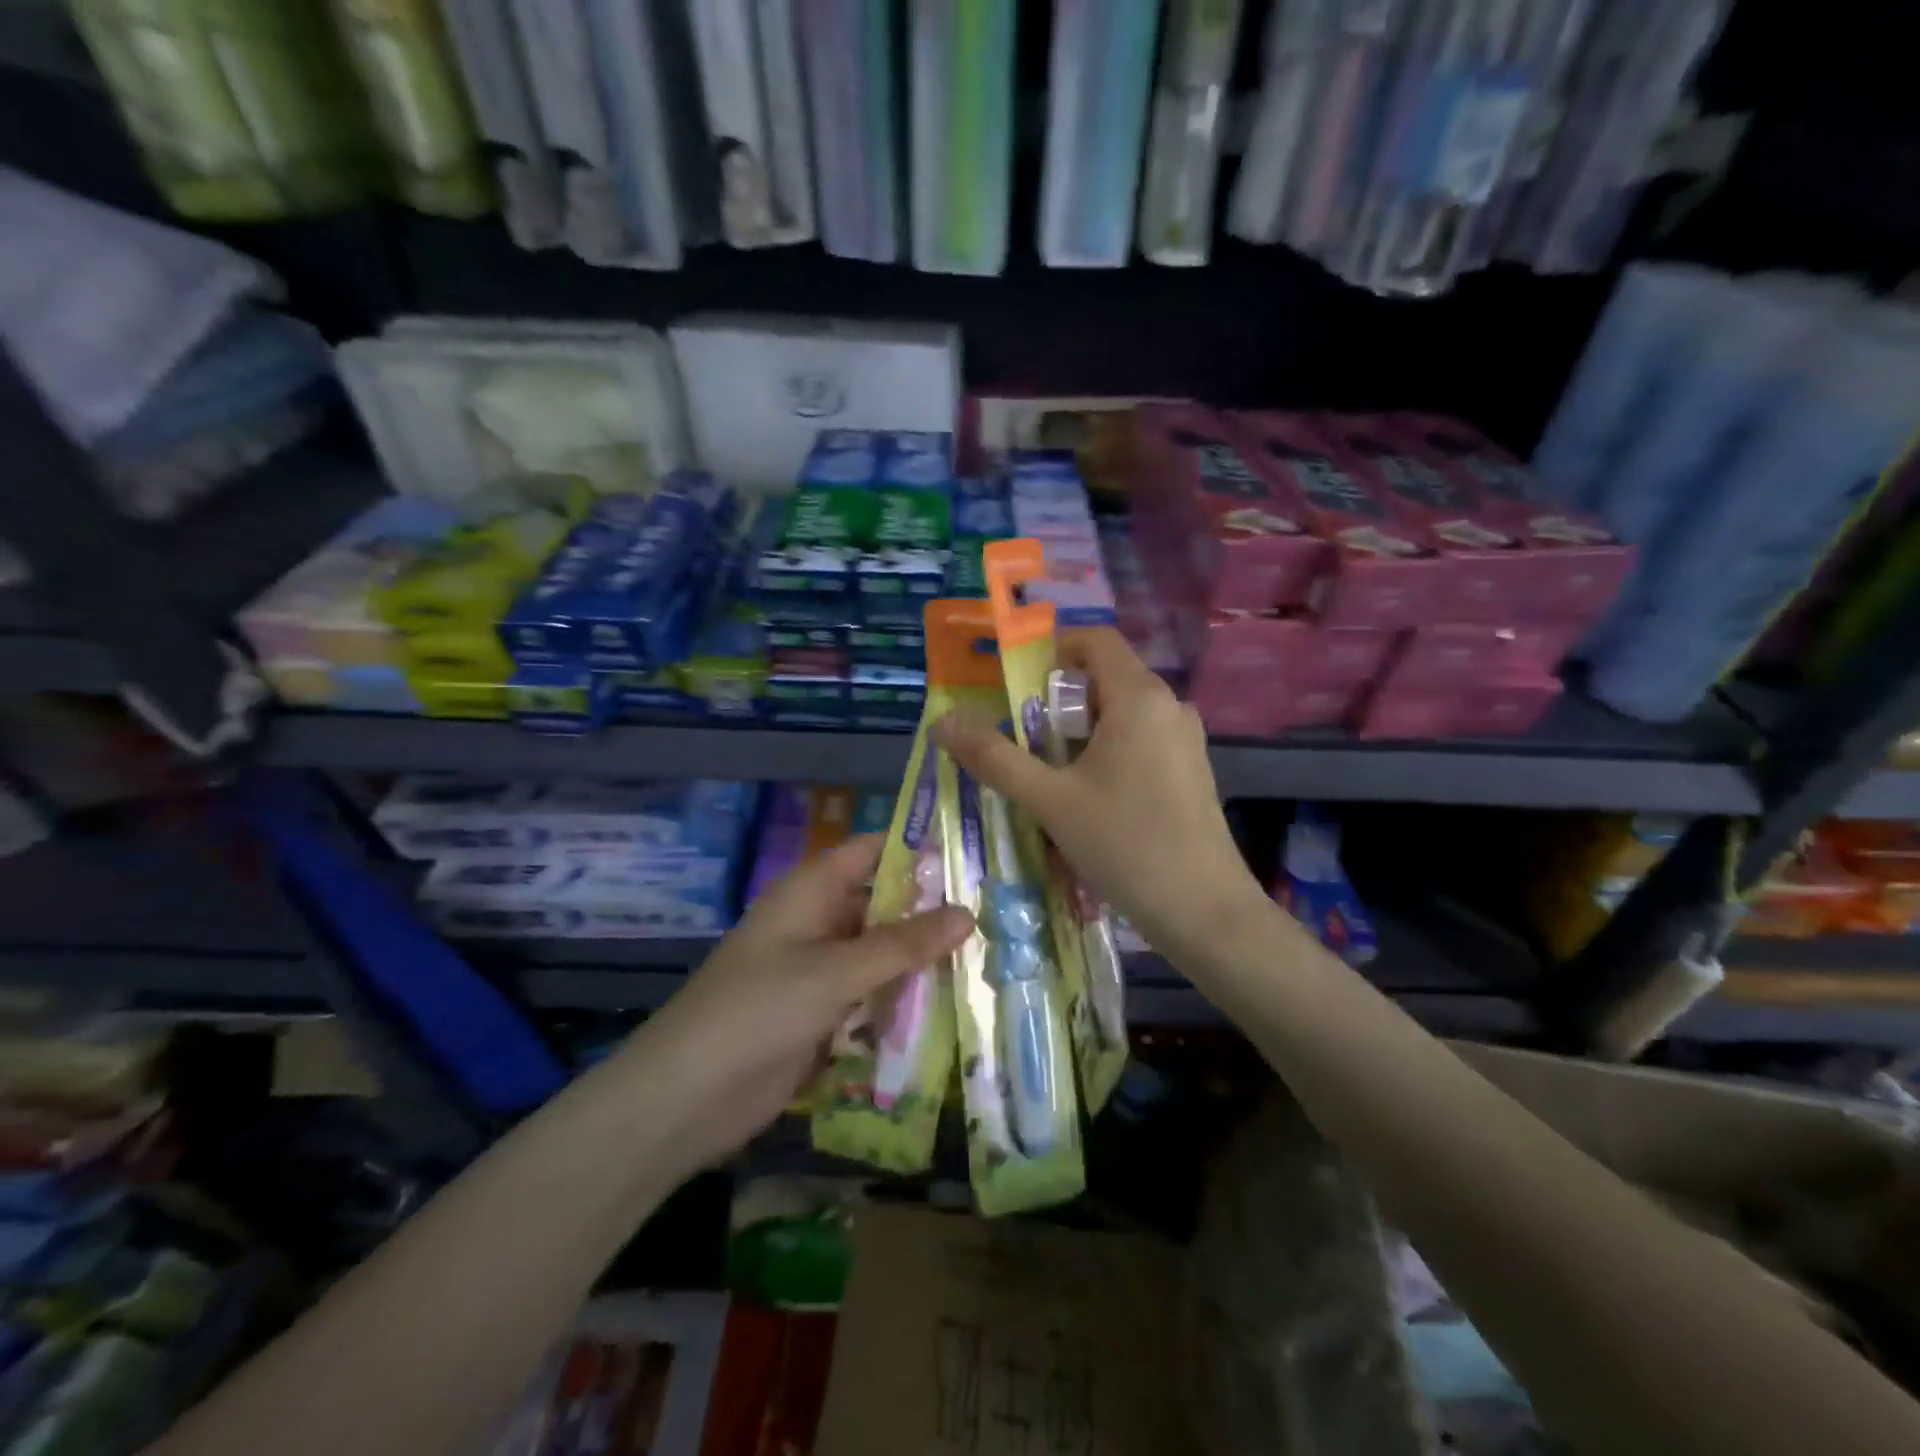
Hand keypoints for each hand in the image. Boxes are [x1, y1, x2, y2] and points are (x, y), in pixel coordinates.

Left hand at [615, 834, 972, 1176]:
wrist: (686, 1098)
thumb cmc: (758, 1011)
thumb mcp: (835, 972)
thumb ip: (902, 944)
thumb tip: (968, 912)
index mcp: (811, 892)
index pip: (872, 852)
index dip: (918, 849)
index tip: (974, 857)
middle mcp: (817, 922)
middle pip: (882, 904)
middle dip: (930, 911)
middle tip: (998, 916)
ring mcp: (818, 971)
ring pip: (881, 954)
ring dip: (921, 960)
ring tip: (989, 961)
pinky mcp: (821, 1015)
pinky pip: (871, 997)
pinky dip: (902, 1000)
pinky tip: (950, 1010)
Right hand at [931, 628, 1265, 961]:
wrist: (1205, 912)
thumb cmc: (1125, 845)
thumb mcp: (1050, 801)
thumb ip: (994, 758)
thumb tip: (943, 723)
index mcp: (1139, 697)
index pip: (1094, 639)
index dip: (1051, 649)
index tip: (1015, 686)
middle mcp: (1169, 706)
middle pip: (1104, 677)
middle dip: (1056, 700)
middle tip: (1020, 738)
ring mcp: (1184, 739)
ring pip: (1120, 712)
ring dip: (1078, 730)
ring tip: (1046, 773)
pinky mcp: (1190, 770)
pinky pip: (1139, 739)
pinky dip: (1105, 750)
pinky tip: (1087, 798)